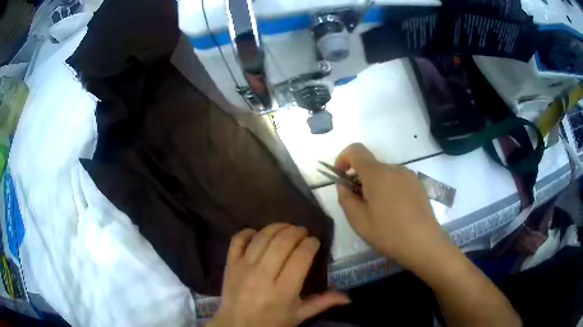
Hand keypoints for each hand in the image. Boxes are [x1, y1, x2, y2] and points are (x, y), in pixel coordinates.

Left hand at [211, 223, 349, 326]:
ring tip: (287, 228)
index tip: (315, 241)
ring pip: (262, 238)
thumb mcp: (299, 315)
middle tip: (303, 232)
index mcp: (283, 291)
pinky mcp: (230, 264)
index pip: (300, 257)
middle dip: (296, 231)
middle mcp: (262, 276)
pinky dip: (248, 232)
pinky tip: (258, 233)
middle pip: (282, 243)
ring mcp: (243, 268)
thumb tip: (348, 297)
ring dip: (277, 227)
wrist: (237, 325)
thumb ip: (322, 303)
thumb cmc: (271, 322)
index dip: (310, 244)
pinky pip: (237, 240)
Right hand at [335, 143, 450, 269]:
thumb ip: (346, 199)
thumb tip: (343, 185)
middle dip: (360, 178)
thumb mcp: (359, 221)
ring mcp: (409, 175)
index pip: (356, 150)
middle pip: (371, 164)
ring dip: (375, 185)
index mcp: (377, 174)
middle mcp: (394, 168)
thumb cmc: (388, 233)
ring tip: (379, 211)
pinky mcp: (418, 184)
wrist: (424, 242)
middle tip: (359, 204)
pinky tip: (394, 211)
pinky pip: (397, 180)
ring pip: (384, 173)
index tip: (341, 176)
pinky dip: (389, 188)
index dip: (343, 158)